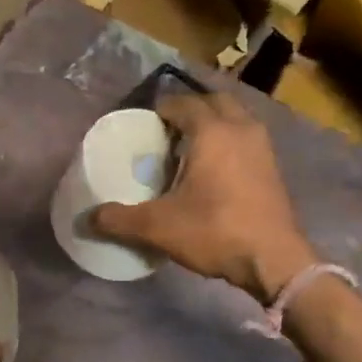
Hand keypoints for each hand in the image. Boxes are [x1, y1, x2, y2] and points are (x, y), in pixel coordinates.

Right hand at [91, 91, 315, 304]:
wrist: (274, 260)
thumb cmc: (215, 232)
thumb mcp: (158, 227)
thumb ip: (119, 219)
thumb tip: (87, 218)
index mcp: (212, 132)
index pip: (183, 103)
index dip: (161, 108)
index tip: (145, 123)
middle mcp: (240, 128)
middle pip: (214, 102)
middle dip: (191, 109)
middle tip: (167, 129)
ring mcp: (262, 147)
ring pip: (235, 118)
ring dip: (214, 123)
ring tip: (190, 146)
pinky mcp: (273, 167)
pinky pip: (247, 138)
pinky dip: (230, 140)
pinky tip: (215, 168)